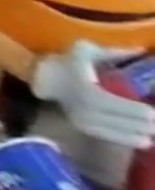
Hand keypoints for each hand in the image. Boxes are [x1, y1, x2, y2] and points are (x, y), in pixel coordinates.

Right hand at [33, 41, 154, 149]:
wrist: (45, 77)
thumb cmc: (70, 62)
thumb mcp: (85, 50)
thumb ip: (113, 52)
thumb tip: (140, 50)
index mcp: (81, 86)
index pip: (110, 102)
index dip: (136, 110)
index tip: (152, 111)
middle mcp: (79, 103)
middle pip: (121, 119)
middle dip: (146, 123)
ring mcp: (79, 116)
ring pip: (119, 130)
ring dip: (141, 132)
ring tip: (152, 130)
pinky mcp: (82, 126)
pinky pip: (110, 137)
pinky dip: (129, 139)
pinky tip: (144, 139)